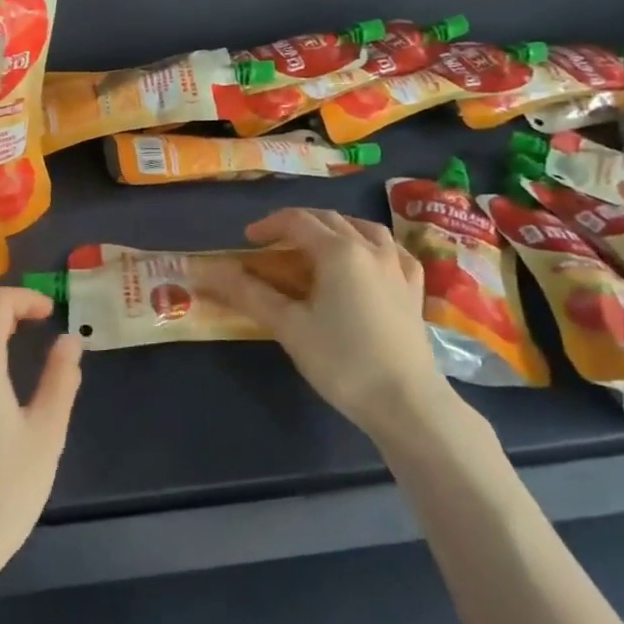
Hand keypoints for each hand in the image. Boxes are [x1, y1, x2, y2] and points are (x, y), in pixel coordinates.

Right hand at [197, 209, 450, 436]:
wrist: (407, 403)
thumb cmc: (342, 361)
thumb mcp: (289, 326)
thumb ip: (249, 294)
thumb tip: (210, 272)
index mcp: (339, 251)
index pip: (298, 221)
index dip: (269, 225)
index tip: (247, 240)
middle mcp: (370, 249)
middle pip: (329, 220)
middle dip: (297, 224)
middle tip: (273, 243)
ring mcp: (398, 268)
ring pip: (365, 229)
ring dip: (335, 228)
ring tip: (317, 244)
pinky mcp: (414, 291)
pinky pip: (393, 252)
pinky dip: (372, 246)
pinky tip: (368, 259)